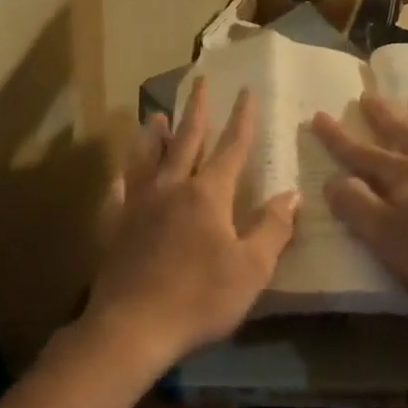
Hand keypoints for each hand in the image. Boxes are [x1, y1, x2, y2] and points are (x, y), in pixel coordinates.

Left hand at [84, 78, 298, 373]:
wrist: (133, 326)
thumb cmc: (199, 298)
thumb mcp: (251, 269)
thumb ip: (272, 228)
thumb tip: (291, 194)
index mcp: (207, 194)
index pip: (231, 147)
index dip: (242, 118)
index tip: (247, 90)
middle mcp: (171, 187)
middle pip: (186, 139)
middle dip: (197, 110)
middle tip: (200, 81)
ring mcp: (139, 203)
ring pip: (146, 157)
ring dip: (154, 134)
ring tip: (157, 115)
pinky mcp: (116, 224)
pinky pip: (119, 191)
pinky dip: (123, 177)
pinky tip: (120, 174)